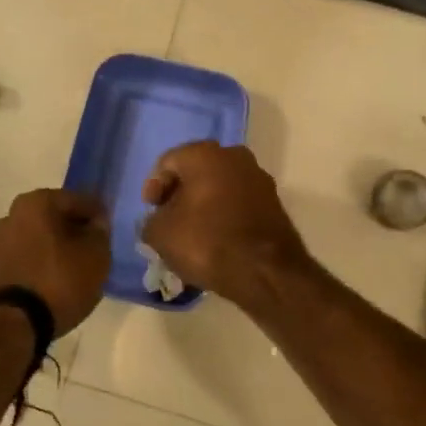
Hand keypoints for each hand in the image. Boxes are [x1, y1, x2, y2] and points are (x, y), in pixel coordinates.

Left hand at [0, 189, 111, 334]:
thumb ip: (100, 233)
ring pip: (34, 241)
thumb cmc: (58, 282)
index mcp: (35, 203)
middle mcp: (9, 217)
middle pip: (51, 219)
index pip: (77, 200)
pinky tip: (50, 286)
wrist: (10, 326)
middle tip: (91, 250)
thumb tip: (95, 224)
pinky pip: (21, 263)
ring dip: (52, 250)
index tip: (108, 231)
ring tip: (71, 272)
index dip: (97, 215)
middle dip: (71, 231)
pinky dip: (36, 268)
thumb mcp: (96, 256)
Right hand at [140, 142, 311, 308]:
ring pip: (220, 187)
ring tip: (191, 233)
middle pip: (196, 171)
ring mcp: (259, 178)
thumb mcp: (160, 234)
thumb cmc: (206, 242)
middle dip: (180, 194)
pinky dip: (224, 215)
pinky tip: (215, 239)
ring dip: (203, 205)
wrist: (265, 271)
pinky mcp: (274, 203)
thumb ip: (151, 220)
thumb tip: (159, 220)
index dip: (154, 186)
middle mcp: (235, 156)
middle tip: (168, 219)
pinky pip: (239, 203)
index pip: (168, 162)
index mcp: (205, 154)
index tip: (151, 211)